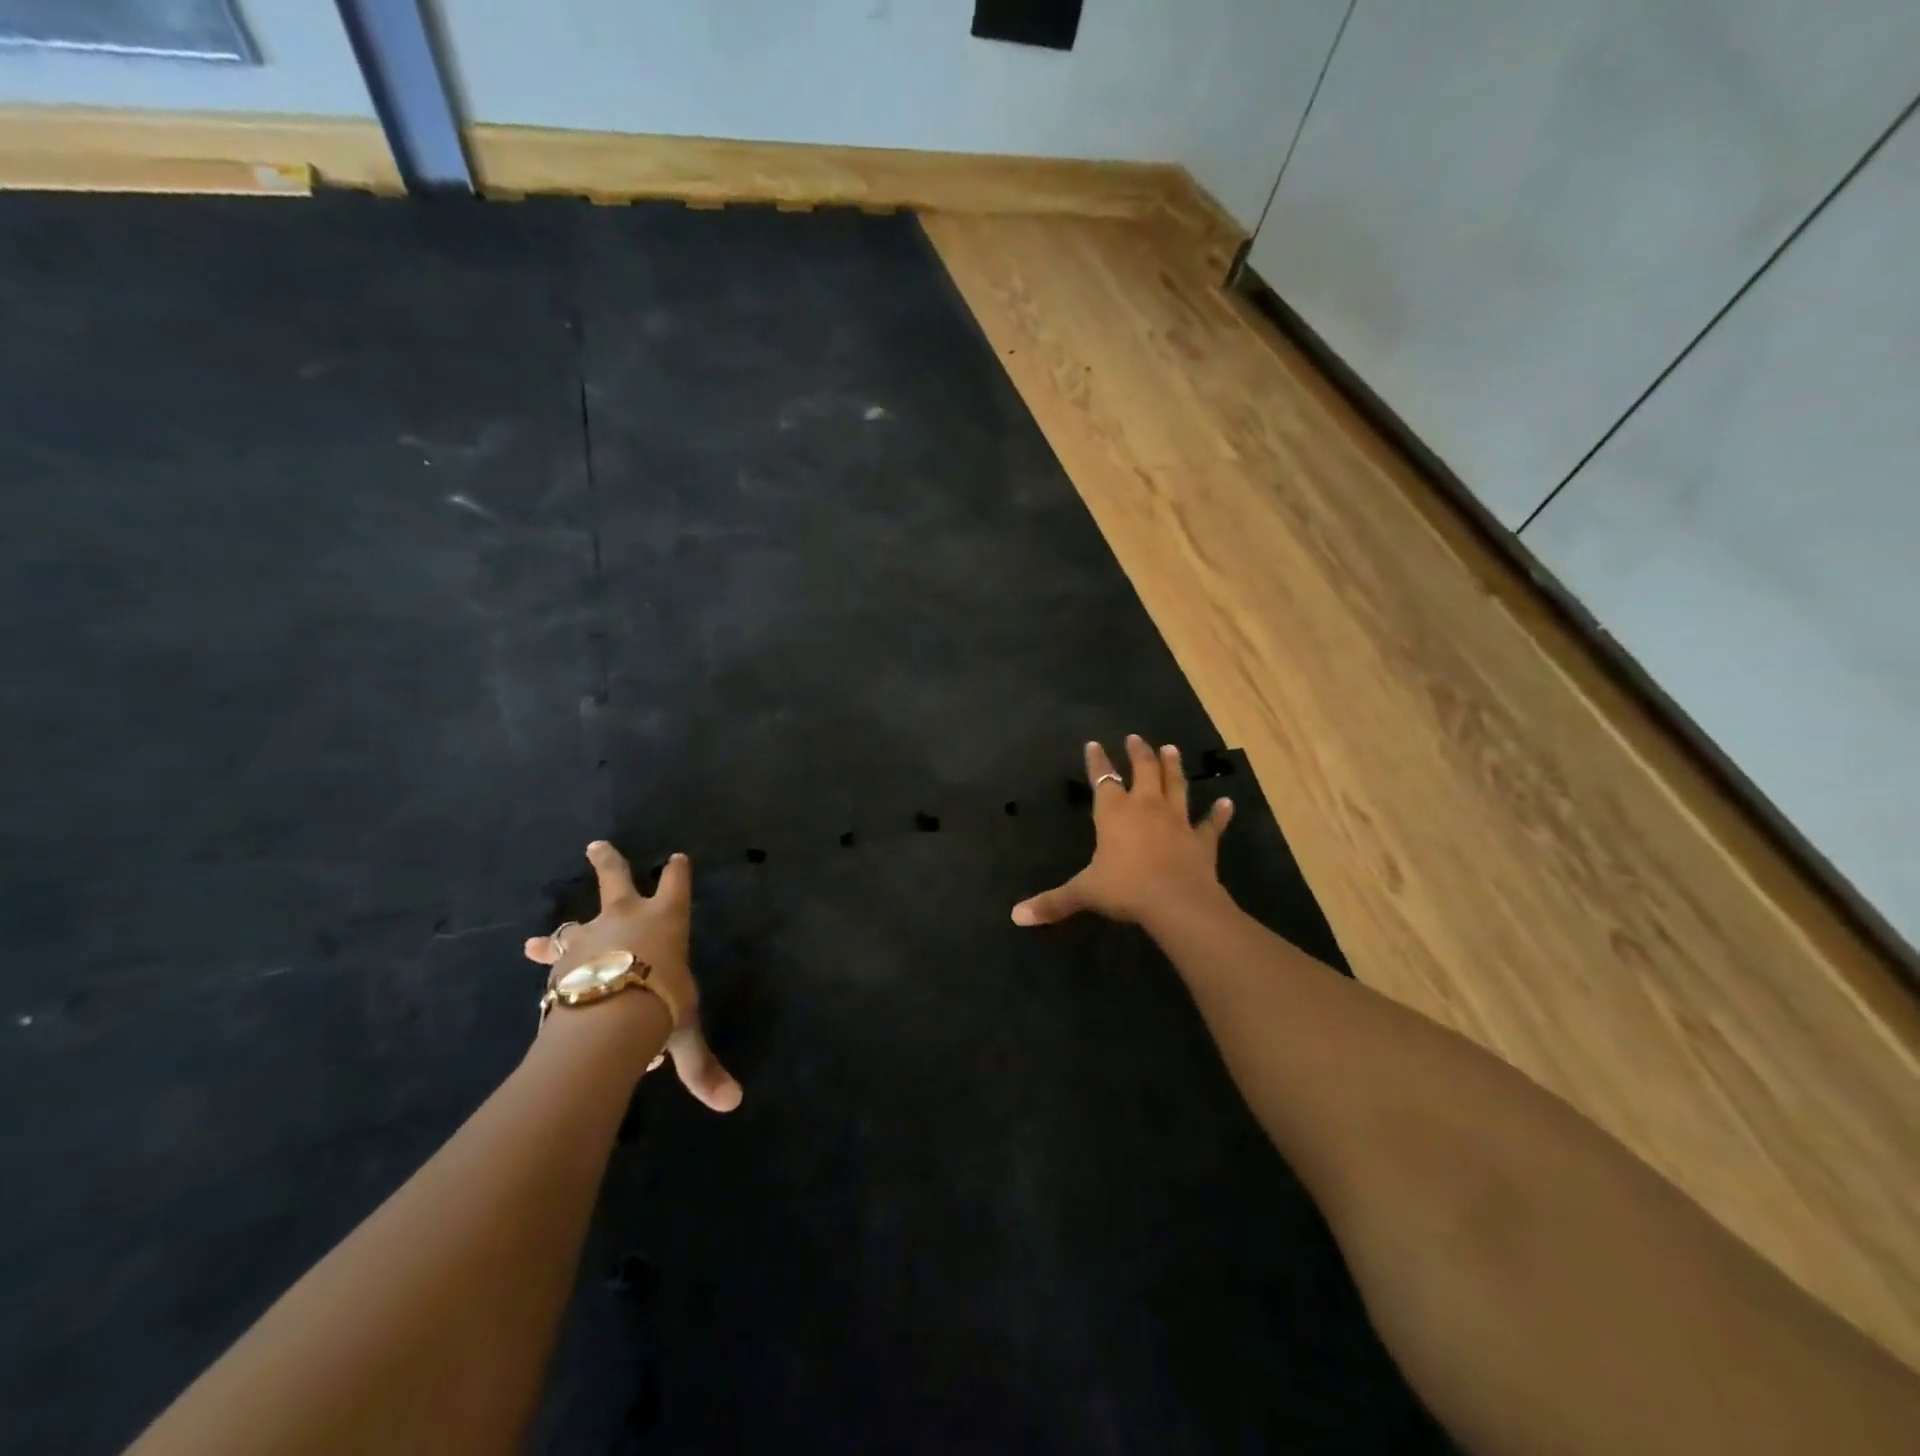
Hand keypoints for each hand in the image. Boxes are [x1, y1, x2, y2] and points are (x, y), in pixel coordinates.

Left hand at [524, 841, 742, 1112]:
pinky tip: (530, 959)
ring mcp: (589, 933)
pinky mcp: (560, 959)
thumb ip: (700, 1066)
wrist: (608, 1013)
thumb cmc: (660, 1004)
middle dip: (608, 861)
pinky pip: (550, 955)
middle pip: (615, 877)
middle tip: (596, 845)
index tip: (677, 857)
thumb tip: (732, 1104)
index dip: (678, 871)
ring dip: (557, 931)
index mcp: (666, 920)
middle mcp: (627, 916)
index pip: (676, 885)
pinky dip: (542, 958)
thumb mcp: (683, 1033)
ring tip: (536, 938)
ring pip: (572, 922)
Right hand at [1012, 736, 1233, 929]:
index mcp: (1114, 813)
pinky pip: (1211, 823)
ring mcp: (1177, 821)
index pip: (1103, 779)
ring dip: (1174, 767)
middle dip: (1139, 753)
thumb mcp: (1084, 893)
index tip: (1094, 744)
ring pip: (1176, 786)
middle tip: (1136, 738)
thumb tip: (1017, 916)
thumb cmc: (1125, 889)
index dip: (1097, 761)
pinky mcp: (1202, 840)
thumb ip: (1052, 902)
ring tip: (1171, 749)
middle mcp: (1146, 807)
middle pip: (1143, 771)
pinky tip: (1227, 802)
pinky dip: (1219, 813)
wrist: (1176, 902)